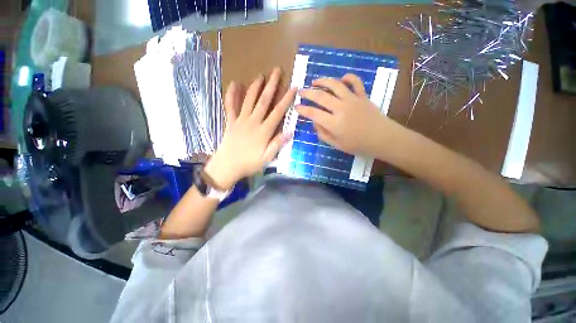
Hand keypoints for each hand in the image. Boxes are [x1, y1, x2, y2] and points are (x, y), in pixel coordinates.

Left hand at [204, 68, 296, 189]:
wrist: (227, 166)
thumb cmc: (249, 164)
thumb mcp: (267, 158)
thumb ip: (277, 144)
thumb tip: (290, 132)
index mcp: (263, 131)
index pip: (278, 112)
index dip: (286, 99)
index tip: (293, 88)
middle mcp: (253, 122)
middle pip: (263, 101)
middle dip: (271, 85)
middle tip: (276, 71)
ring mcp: (240, 120)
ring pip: (249, 100)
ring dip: (255, 87)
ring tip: (261, 75)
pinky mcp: (231, 121)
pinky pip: (230, 105)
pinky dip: (231, 94)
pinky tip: (234, 84)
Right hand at [297, 74, 391, 156]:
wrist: (382, 139)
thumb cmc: (358, 145)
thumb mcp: (337, 145)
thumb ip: (323, 134)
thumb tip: (315, 123)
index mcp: (334, 123)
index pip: (313, 113)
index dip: (302, 109)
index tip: (296, 107)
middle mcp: (341, 108)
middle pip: (321, 96)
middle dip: (307, 93)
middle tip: (300, 91)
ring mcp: (352, 100)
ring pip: (335, 85)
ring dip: (323, 81)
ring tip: (314, 81)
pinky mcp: (362, 95)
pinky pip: (355, 82)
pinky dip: (347, 77)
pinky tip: (341, 79)